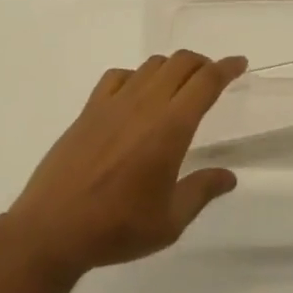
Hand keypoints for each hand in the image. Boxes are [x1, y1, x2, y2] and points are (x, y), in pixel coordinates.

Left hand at [5, 52, 246, 276]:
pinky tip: (135, 95)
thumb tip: (229, 176)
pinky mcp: (90, 108)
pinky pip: (119, 75)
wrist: (52, 229)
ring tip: (178, 86)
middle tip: (213, 77)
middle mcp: (146, 104)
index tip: (240, 63)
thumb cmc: (117, 228)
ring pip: (152, 65)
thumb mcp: (169, 222)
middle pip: (182, 62)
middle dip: (203, 63)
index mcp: (171, 127)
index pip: (206, 81)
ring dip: (172, 67)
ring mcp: (115, 102)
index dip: (227, 67)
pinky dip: (136, 76)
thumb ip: (202, 191)